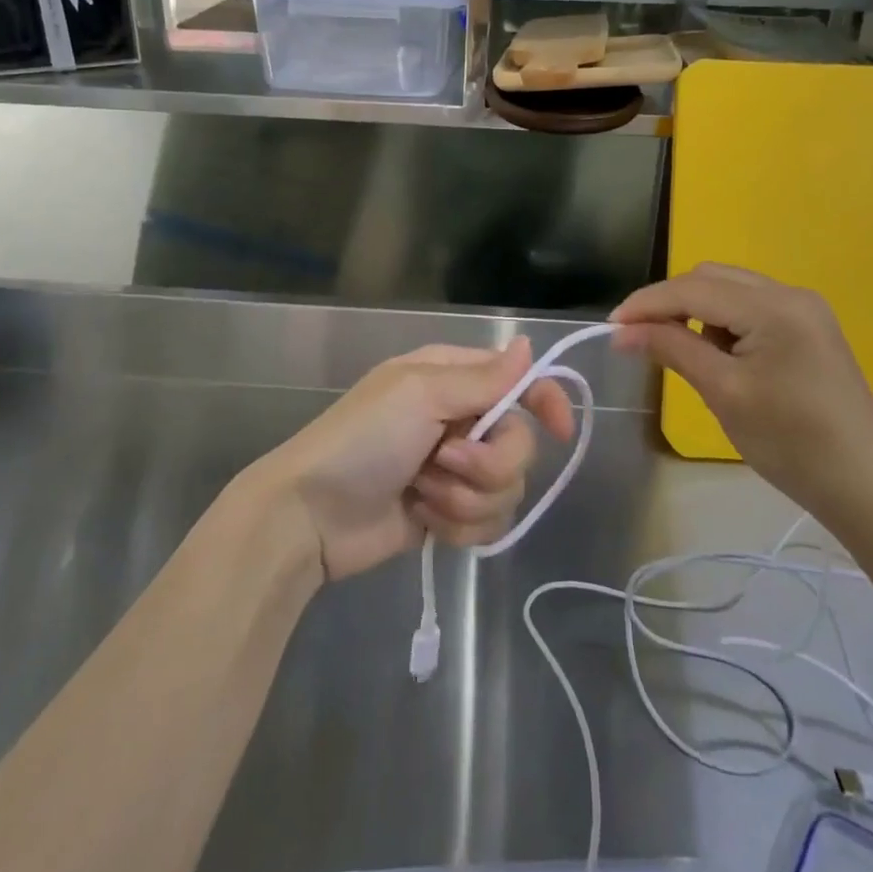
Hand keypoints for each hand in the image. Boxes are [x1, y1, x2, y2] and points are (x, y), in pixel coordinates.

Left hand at [258, 338, 575, 582]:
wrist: (311, 515)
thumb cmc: (363, 439)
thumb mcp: (420, 395)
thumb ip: (482, 378)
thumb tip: (529, 346)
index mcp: (452, 379)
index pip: (519, 381)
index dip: (546, 400)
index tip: (560, 430)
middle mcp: (460, 419)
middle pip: (519, 442)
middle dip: (488, 462)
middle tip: (445, 460)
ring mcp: (454, 469)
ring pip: (506, 488)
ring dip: (466, 498)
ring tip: (423, 493)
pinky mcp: (448, 513)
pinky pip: (487, 522)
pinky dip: (457, 525)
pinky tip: (423, 519)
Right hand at [610, 263, 872, 524]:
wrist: (866, 486)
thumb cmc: (791, 443)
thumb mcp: (723, 393)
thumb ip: (672, 349)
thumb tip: (622, 331)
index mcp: (775, 307)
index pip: (694, 289)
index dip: (647, 303)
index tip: (611, 326)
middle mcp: (791, 294)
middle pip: (711, 278)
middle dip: (670, 302)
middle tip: (638, 336)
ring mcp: (804, 309)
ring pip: (730, 290)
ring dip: (695, 311)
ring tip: (679, 351)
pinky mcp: (808, 328)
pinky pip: (750, 308)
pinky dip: (721, 322)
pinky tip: (717, 355)